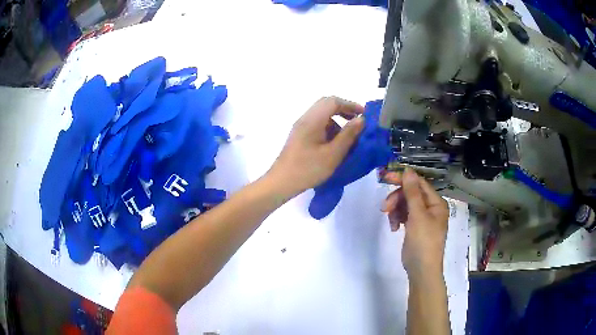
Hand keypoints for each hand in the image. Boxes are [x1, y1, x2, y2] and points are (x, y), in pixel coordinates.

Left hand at [268, 97, 364, 195]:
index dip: (350, 105)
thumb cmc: (308, 169)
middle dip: (344, 111)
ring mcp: (300, 127)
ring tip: (348, 138)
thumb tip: (361, 119)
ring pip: (322, 116)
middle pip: (326, 105)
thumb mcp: (333, 154)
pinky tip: (335, 145)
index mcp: (312, 120)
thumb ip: (348, 135)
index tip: (364, 115)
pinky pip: (317, 125)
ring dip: (337, 121)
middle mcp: (305, 119)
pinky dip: (329, 129)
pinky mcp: (299, 136)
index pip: (333, 101)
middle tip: (358, 123)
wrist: (281, 182)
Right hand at [381, 168, 448, 278]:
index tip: (386, 178)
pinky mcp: (415, 227)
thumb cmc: (423, 242)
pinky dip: (397, 219)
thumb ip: (412, 192)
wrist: (422, 270)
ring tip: (391, 222)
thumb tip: (408, 170)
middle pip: (411, 194)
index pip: (419, 184)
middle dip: (397, 199)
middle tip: (384, 208)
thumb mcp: (418, 216)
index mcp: (436, 203)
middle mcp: (431, 208)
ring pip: (406, 205)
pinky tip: (394, 228)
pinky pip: (404, 216)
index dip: (403, 179)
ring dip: (396, 210)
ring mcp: (423, 218)